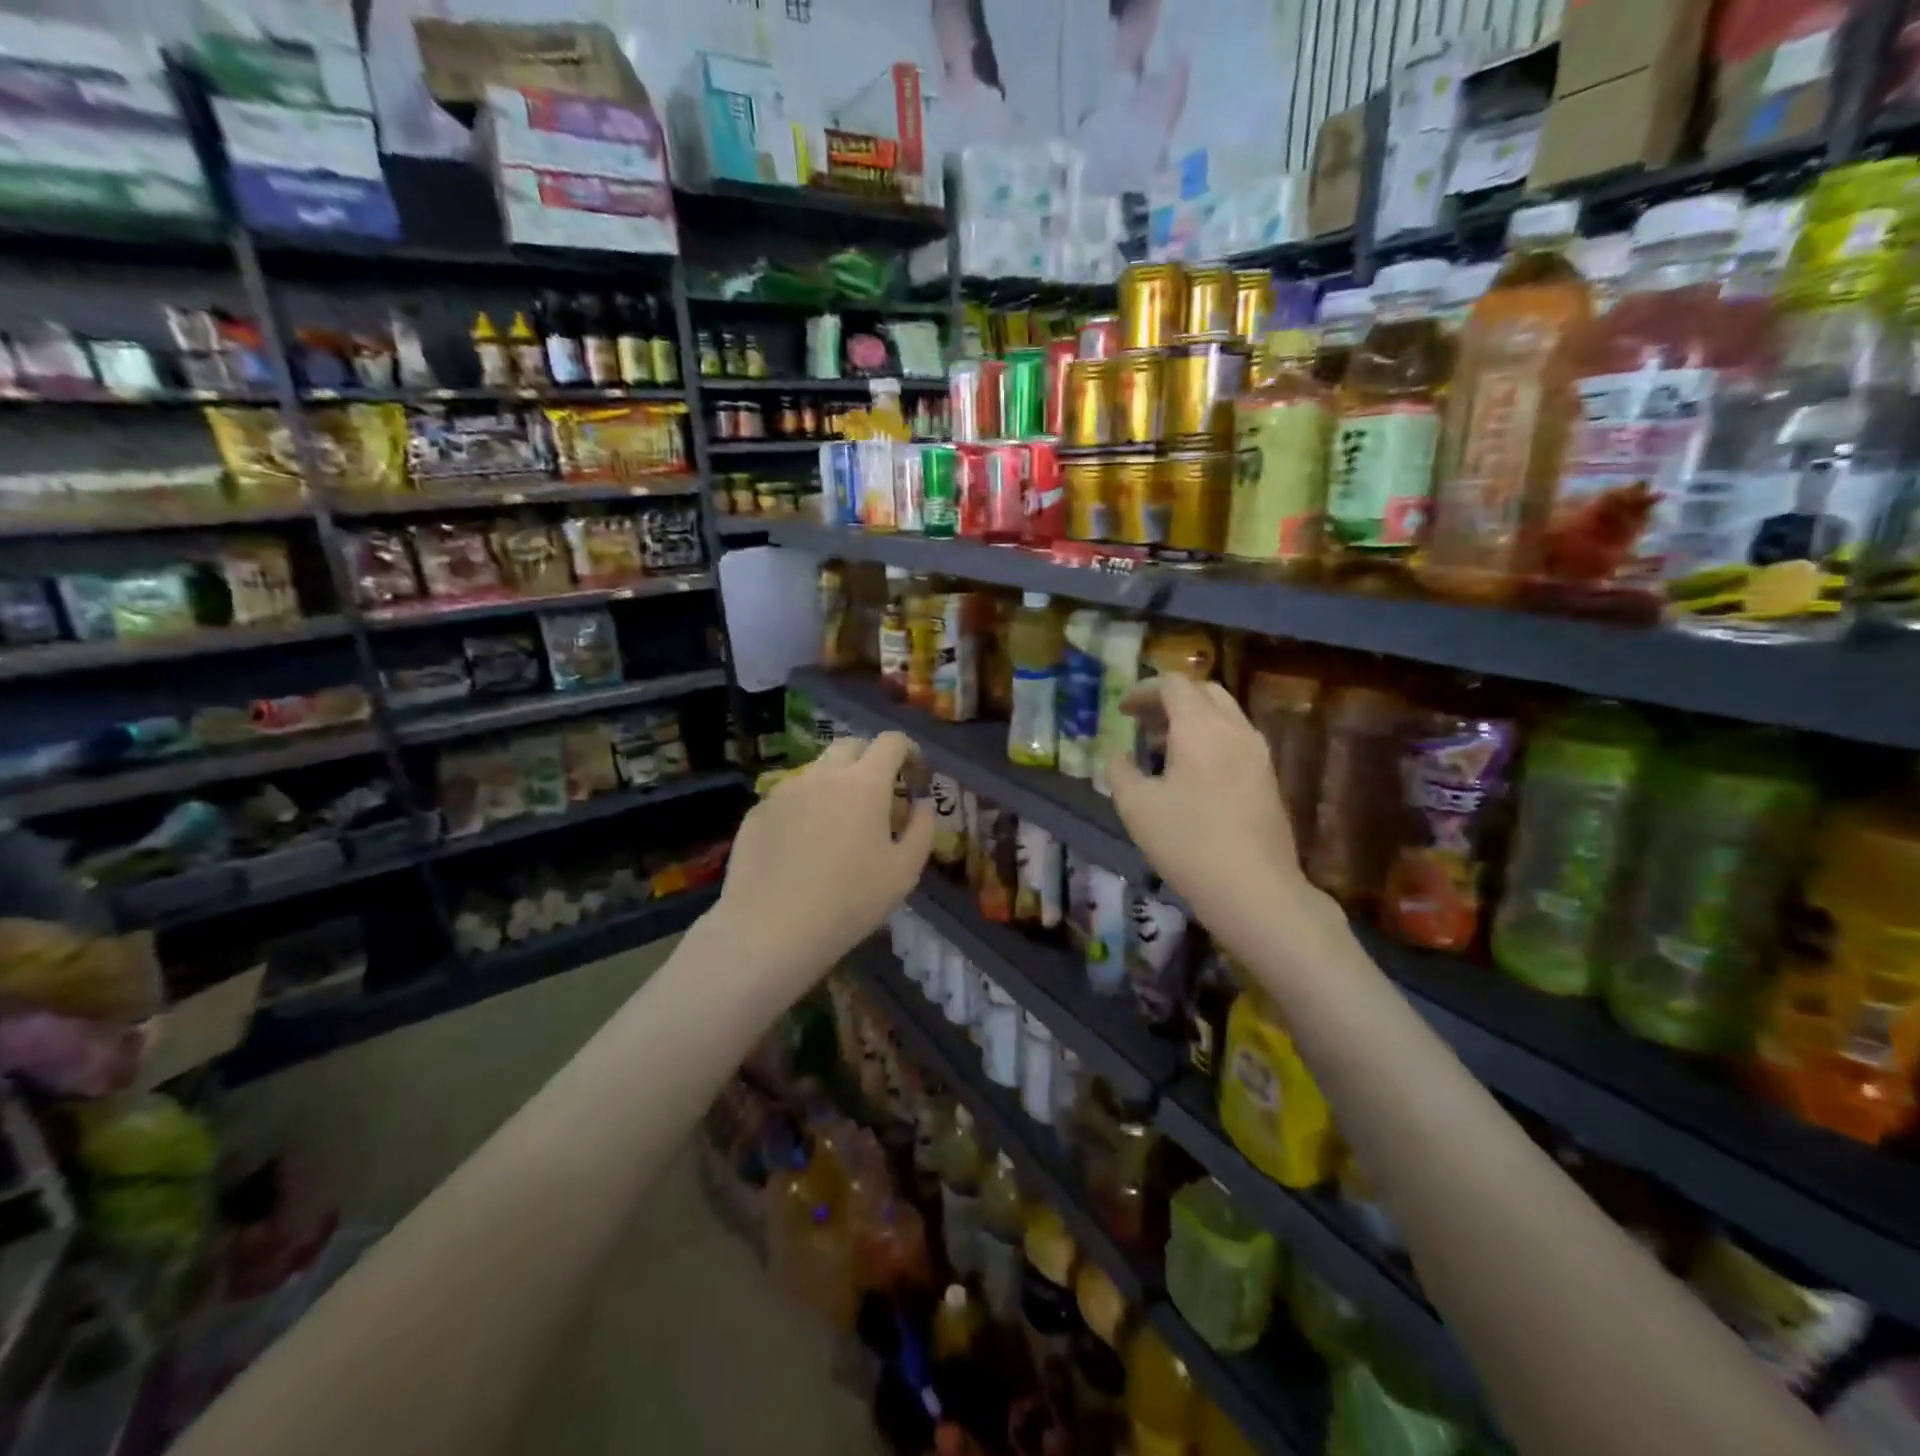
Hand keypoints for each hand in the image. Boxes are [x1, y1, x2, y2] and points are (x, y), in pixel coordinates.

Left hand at [707, 732, 933, 999]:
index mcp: (864, 783)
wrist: (769, 930)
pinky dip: (805, 808)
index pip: (891, 741)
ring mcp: (785, 790)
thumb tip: (923, 804)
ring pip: (817, 771)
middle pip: (851, 745)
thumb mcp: (904, 872)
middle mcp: (823, 775)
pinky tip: (802, 847)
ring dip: (836, 784)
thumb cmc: (849, 901)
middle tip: (879, 795)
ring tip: (839, 825)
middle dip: (871, 759)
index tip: (915, 776)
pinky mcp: (757, 811)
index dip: (909, 751)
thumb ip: (922, 830)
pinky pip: (790, 797)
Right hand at [1105, 675, 1320, 955]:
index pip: (1174, 685)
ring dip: (1191, 719)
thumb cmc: (1188, 842)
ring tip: (1161, 748)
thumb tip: (1116, 755)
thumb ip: (1120, 771)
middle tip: (1142, 722)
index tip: (1122, 710)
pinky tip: (1191, 773)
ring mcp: (1258, 754)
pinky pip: (1235, 739)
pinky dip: (1209, 738)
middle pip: (1204, 691)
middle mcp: (1234, 730)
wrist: (1255, 889)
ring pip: (1224, 715)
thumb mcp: (1136, 807)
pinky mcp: (1268, 778)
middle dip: (1170, 699)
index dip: (1144, 690)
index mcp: (1200, 728)